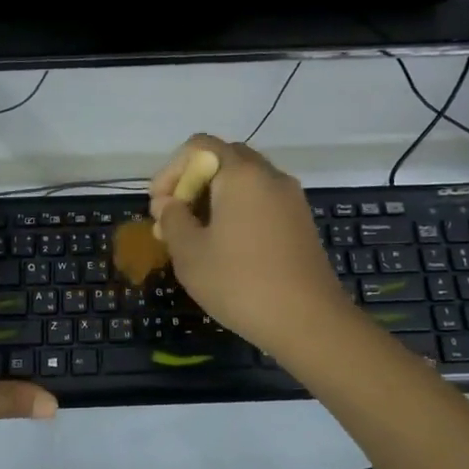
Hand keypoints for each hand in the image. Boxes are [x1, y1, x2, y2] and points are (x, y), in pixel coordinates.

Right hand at [148, 134, 347, 355]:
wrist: (309, 322)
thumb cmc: (241, 283)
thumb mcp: (190, 253)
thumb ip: (172, 219)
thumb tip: (171, 204)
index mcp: (242, 174)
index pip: (198, 146)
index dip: (170, 171)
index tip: (159, 208)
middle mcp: (270, 176)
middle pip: (222, 160)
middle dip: (191, 184)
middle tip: (173, 220)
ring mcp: (290, 198)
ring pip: (243, 182)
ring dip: (213, 199)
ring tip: (194, 238)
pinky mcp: (300, 222)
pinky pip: (261, 201)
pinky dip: (237, 212)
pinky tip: (225, 247)